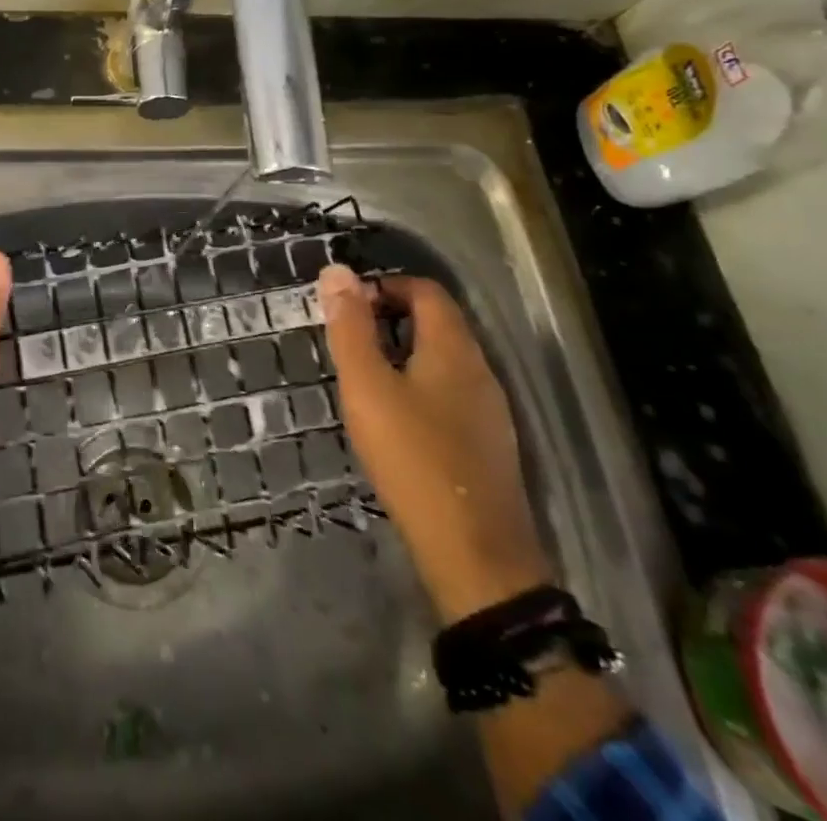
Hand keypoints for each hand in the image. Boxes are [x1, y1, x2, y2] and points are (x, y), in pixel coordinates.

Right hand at [318, 264, 551, 622]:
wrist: (474, 554)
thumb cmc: (412, 457)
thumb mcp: (367, 387)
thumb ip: (350, 329)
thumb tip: (337, 272)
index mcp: (453, 348)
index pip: (425, 290)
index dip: (385, 287)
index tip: (347, 308)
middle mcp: (479, 369)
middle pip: (438, 322)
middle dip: (390, 318)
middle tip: (349, 342)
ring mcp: (489, 409)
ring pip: (444, 360)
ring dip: (404, 354)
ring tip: (364, 380)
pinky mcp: (487, 443)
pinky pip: (451, 393)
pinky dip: (419, 386)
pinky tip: (396, 421)